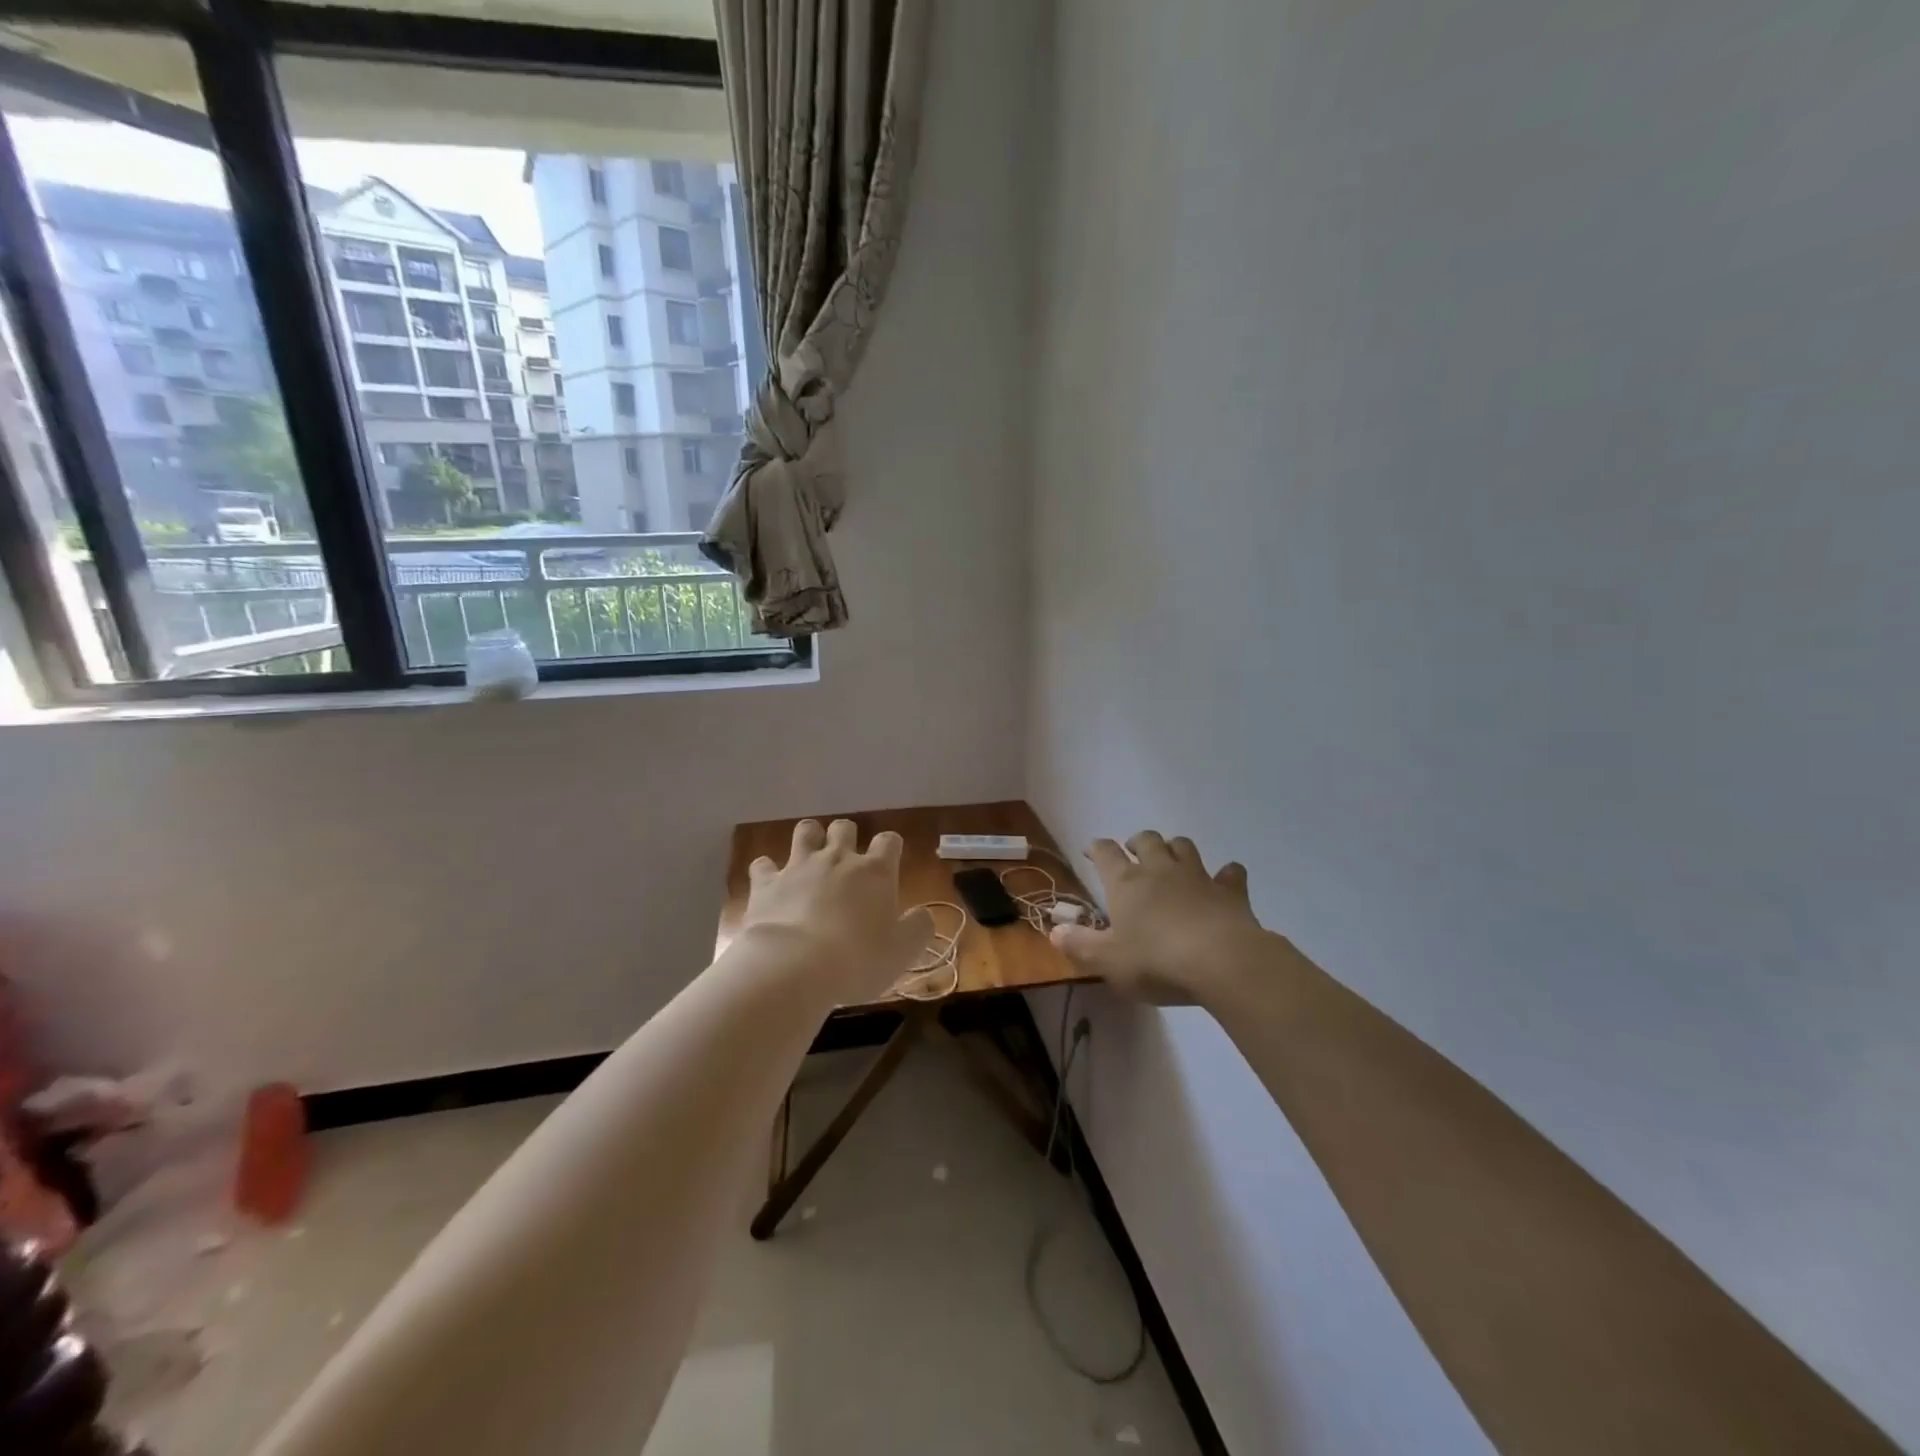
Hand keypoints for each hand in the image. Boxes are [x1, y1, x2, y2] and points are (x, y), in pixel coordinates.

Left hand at [742, 819, 934, 1004]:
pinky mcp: (766, 883)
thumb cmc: (858, 959)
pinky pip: (763, 864)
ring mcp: (799, 866)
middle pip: (844, 827)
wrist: (793, 966)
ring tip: (810, 858)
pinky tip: (770, 884)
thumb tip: (923, 915)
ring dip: (809, 839)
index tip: (889, 862)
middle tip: (846, 862)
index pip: (889, 841)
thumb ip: (918, 928)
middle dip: (846, 837)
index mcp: (875, 872)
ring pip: (805, 831)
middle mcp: (838, 859)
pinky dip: (767, 871)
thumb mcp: (903, 951)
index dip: (890, 847)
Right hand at [1051, 832, 1271, 1005]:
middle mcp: (1159, 870)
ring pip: (1183, 846)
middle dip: (1138, 842)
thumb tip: (1054, 931)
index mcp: (1126, 883)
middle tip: (1133, 852)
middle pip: (1147, 840)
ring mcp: (1197, 876)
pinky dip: (1226, 874)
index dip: (1096, 848)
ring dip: (1175, 848)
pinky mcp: (1230, 891)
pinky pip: (1230, 873)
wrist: (1222, 961)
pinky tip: (1225, 880)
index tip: (1090, 851)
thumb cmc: (1156, 961)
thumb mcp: (1108, 961)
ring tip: (1171, 859)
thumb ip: (1080, 945)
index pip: (1105, 853)